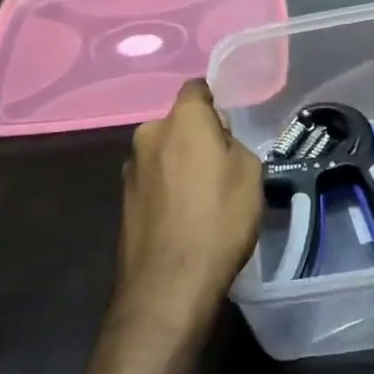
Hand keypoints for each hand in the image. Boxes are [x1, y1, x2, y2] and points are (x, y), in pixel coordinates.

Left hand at [113, 80, 263, 339]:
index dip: (214, 99)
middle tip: (222, 163)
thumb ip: (233, 144)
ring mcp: (131, 170)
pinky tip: (184, 216)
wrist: (168, 285)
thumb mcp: (250, 172)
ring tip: (204, 196)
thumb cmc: (219, 219)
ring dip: (180, 164)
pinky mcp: (123, 201)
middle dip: (197, 136)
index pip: (196, 88)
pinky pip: (154, 181)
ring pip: (164, 153)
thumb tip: (218, 142)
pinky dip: (168, 189)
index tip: (230, 120)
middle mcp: (149, 135)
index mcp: (181, 120)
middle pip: (178, 123)